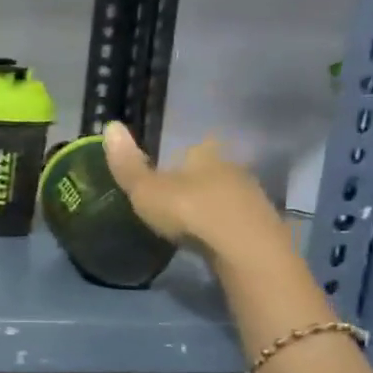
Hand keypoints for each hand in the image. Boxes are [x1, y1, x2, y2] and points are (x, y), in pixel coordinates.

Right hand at [102, 121, 286, 265]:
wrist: (242, 248)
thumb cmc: (189, 210)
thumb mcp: (146, 190)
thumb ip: (128, 164)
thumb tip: (110, 125)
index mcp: (205, 155)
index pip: (193, 149)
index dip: (178, 160)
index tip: (165, 175)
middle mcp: (232, 168)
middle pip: (210, 172)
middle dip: (195, 184)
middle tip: (174, 203)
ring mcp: (252, 197)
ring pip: (226, 196)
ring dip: (211, 207)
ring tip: (190, 225)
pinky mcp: (262, 226)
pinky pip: (236, 221)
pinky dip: (223, 228)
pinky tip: (211, 240)